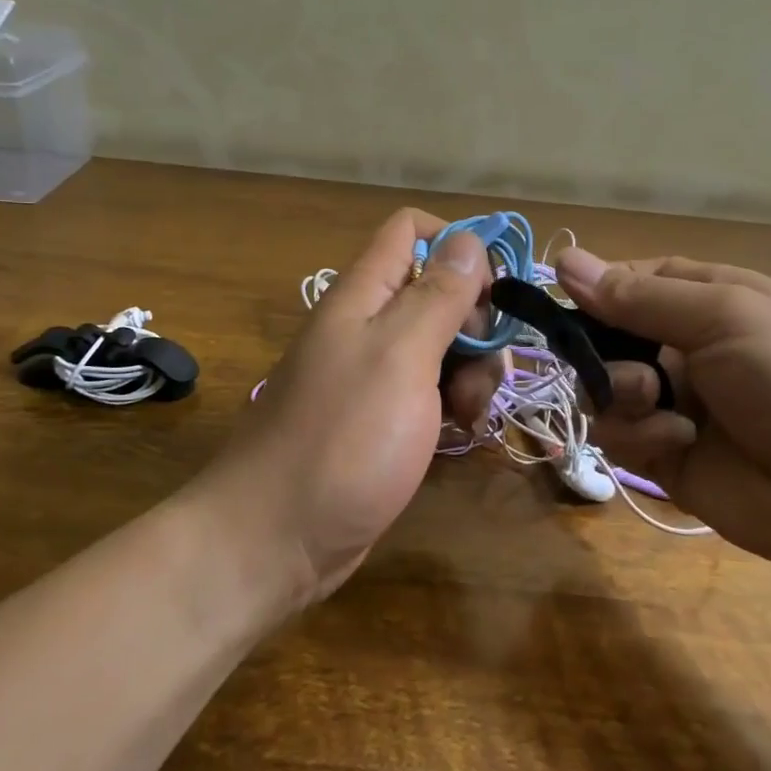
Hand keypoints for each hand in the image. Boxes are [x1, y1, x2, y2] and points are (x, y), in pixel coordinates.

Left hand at [210, 209, 495, 605]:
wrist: (277, 540)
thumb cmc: (342, 440)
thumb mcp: (400, 357)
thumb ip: (437, 296)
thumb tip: (470, 239)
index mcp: (363, 295)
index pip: (411, 231)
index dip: (458, 245)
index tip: (494, 290)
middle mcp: (369, 324)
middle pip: (439, 290)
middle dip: (476, 321)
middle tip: (483, 367)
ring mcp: (376, 373)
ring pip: (443, 343)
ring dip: (472, 369)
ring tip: (471, 412)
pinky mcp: (384, 417)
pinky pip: (433, 389)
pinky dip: (456, 402)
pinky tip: (462, 430)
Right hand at [555, 249, 770, 581]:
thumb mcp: (725, 318)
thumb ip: (638, 296)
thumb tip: (563, 259)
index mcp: (707, 300)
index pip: (633, 281)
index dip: (598, 288)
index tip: (564, 299)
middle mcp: (685, 347)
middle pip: (607, 336)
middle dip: (602, 350)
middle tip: (623, 364)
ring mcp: (674, 402)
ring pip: (603, 386)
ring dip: (621, 394)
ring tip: (661, 407)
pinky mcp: (665, 455)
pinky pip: (618, 433)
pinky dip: (639, 436)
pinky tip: (679, 443)